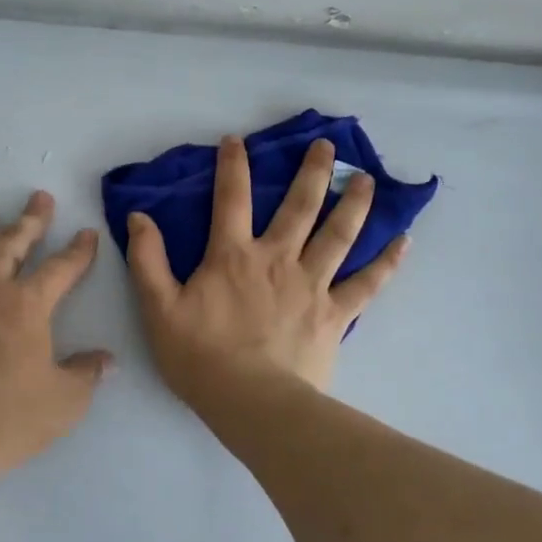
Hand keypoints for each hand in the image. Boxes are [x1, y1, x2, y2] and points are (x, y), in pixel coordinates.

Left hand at [0, 191, 112, 486]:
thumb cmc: (7, 421)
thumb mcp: (65, 402)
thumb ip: (87, 374)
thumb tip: (106, 360)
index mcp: (26, 306)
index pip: (60, 268)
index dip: (78, 250)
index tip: (86, 234)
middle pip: (9, 243)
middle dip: (29, 219)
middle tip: (39, 199)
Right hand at [126, 136, 407, 396]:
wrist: (251, 402)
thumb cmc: (200, 356)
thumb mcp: (159, 307)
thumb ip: (148, 260)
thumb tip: (138, 217)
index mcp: (233, 255)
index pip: (231, 199)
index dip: (232, 165)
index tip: (237, 140)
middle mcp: (277, 259)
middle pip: (300, 206)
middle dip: (313, 172)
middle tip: (327, 146)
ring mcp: (312, 284)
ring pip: (339, 235)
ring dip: (354, 203)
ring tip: (367, 179)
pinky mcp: (335, 314)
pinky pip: (367, 284)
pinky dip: (386, 262)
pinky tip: (403, 241)